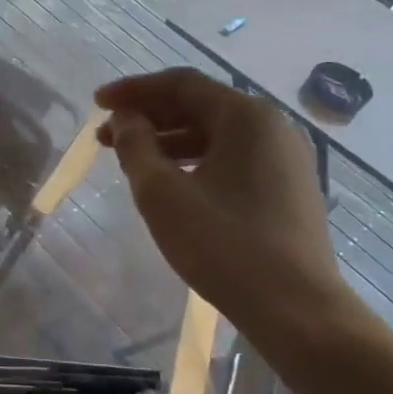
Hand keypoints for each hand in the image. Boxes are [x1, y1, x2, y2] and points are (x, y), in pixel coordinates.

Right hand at [96, 68, 348, 337]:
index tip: (97, 103)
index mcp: (246, 116)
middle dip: (148, 117)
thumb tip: (125, 118)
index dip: (133, 90)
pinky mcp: (288, 189)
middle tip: (105, 136)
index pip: (181, 84)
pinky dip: (194, 161)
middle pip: (200, 106)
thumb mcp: (161, 193)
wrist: (296, 309)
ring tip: (129, 161)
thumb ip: (135, 146)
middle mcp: (272, 127)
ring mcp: (285, 159)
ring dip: (168, 141)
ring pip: (215, 135)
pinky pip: (232, 158)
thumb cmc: (222, 243)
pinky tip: (169, 182)